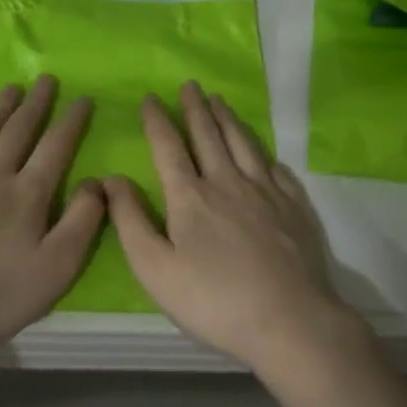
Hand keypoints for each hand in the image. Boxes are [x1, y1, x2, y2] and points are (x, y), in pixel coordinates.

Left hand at [0, 76, 104, 367]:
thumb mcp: (56, 269)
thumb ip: (82, 222)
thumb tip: (96, 182)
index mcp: (27, 194)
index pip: (55, 147)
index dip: (71, 121)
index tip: (82, 99)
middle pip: (18, 130)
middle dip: (36, 103)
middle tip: (46, 80)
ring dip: (0, 109)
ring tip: (12, 90)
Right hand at [104, 81, 356, 374]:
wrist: (290, 320)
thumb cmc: (214, 300)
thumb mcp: (156, 269)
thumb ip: (131, 221)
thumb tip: (112, 179)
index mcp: (190, 197)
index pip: (169, 146)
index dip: (158, 120)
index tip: (151, 97)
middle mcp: (228, 182)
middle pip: (209, 135)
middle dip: (195, 108)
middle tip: (190, 85)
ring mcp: (266, 192)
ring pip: (244, 144)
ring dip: (228, 119)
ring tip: (220, 101)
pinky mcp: (295, 207)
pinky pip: (277, 169)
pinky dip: (264, 154)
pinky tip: (263, 153)